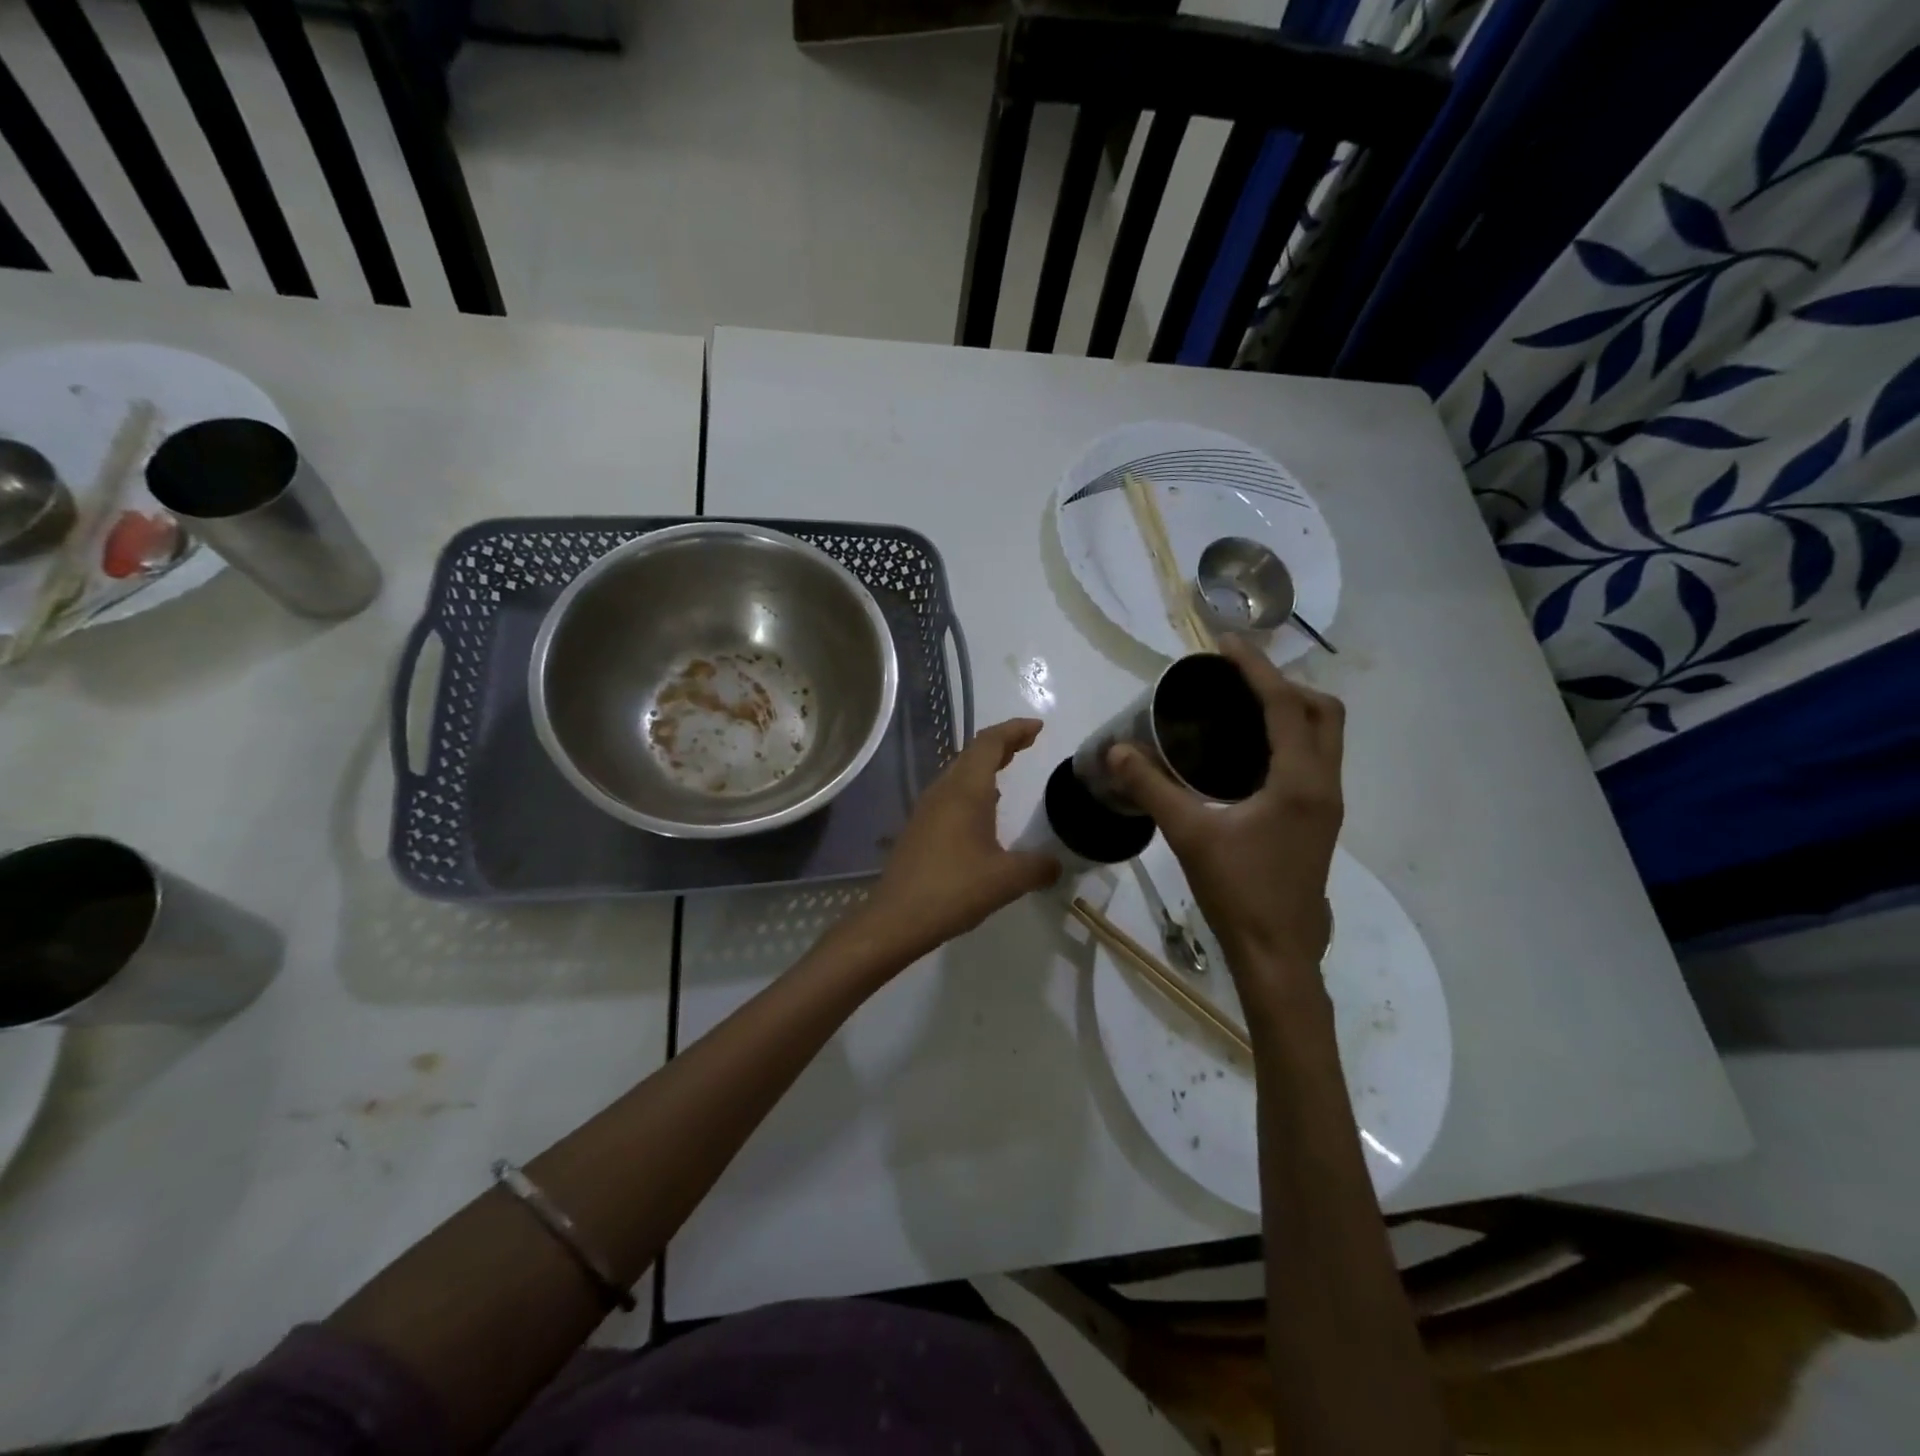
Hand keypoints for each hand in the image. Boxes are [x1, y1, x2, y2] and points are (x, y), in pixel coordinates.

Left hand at [860, 717, 1060, 961]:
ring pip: (959, 772)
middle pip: (972, 753)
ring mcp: (927, 809)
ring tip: (1008, 767)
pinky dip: (972, 787)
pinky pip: (950, 793)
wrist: (897, 918)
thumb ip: (1039, 867)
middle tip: (1028, 743)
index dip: (1014, 730)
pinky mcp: (919, 828)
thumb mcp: (1008, 880)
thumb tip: (1056, 864)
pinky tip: (984, 809)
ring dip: (985, 764)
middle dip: (1002, 743)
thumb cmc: (954, 890)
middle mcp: (944, 791)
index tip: (1037, 727)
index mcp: (966, 791)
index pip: (989, 743)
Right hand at [1109, 637, 1342, 993]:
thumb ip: (1152, 788)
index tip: (1226, 644)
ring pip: (1324, 738)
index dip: (1257, 668)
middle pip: (1323, 712)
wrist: (1279, 955)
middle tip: (1237, 679)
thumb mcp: (1190, 835)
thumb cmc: (1239, 892)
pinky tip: (1247, 754)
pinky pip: (1312, 760)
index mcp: (1300, 781)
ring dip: (1291, 711)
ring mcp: (1326, 805)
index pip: (1286, 705)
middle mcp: (1323, 785)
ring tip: (1240, 706)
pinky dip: (1289, 739)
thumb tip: (1116, 750)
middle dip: (1284, 685)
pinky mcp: (1317, 822)